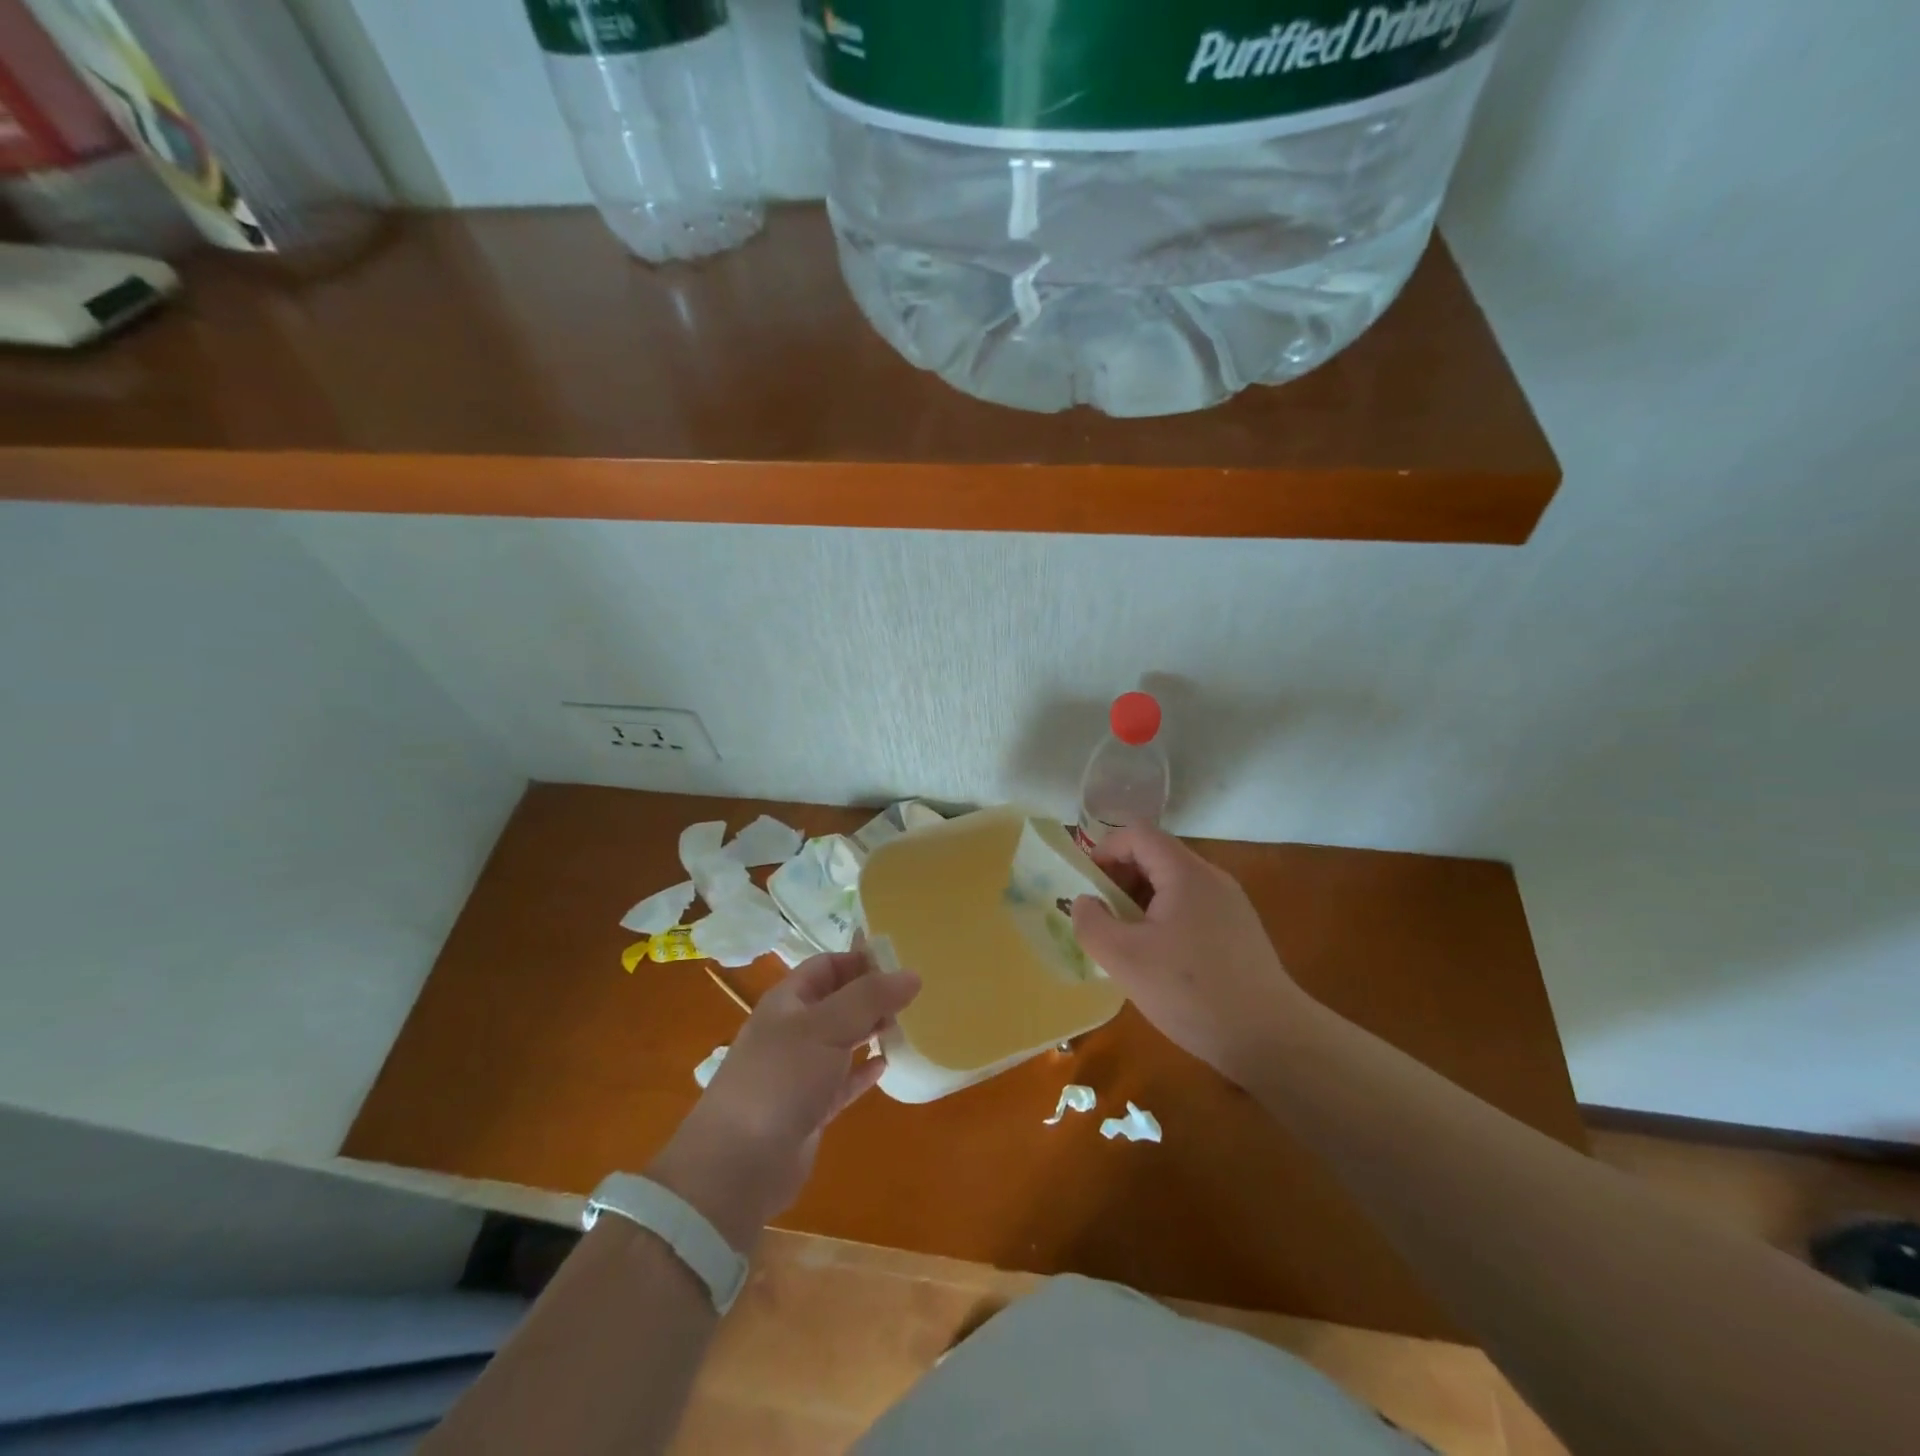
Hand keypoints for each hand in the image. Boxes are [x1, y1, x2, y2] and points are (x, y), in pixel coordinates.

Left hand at [648, 951, 919, 1251]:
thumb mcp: (826, 1027)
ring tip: (908, 1024)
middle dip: (871, 995)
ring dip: (871, 1031)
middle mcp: (793, 1031)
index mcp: (788, 1001)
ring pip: (842, 1040)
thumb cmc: (780, 1080)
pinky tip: (887, 1065)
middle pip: (837, 1001)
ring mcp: (800, 1071)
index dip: (861, 959)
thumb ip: (869, 998)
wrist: (738, 1165)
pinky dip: (863, 1072)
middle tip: (914, 995)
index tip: (901, 961)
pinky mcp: (810, 1108)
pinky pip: (843, 1081)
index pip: (827, 965)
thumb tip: (912, 974)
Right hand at [1072, 825, 1315, 1084]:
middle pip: (1156, 856)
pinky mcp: (1239, 931)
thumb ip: (1092, 923)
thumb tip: (1085, 903)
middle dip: (1120, 879)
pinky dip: (1165, 919)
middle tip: (1102, 917)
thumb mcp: (1124, 959)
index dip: (1105, 851)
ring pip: (1173, 884)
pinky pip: (1191, 907)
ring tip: (1126, 941)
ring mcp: (1230, 904)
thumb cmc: (1191, 991)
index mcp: (1185, 873)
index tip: (1087, 887)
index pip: (1138, 834)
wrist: (1270, 1038)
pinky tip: (1159, 960)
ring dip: (1140, 902)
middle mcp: (1211, 878)